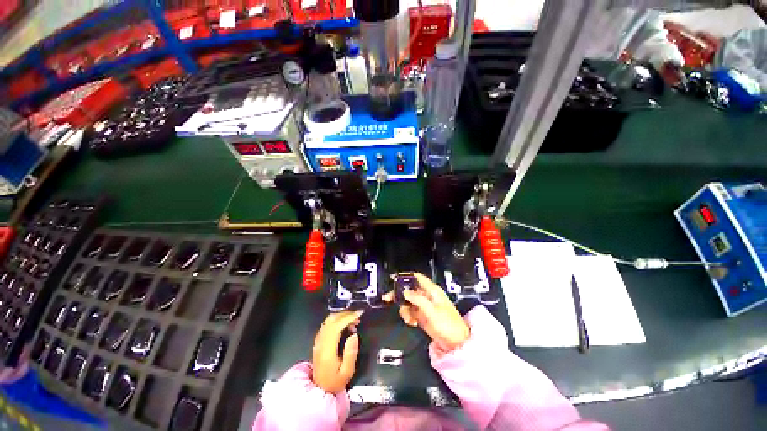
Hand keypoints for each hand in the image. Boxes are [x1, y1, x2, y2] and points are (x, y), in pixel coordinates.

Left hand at [312, 310, 362, 393]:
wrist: (320, 390)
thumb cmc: (335, 382)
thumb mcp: (347, 372)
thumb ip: (351, 353)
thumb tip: (354, 335)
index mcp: (327, 349)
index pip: (336, 326)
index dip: (348, 317)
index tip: (359, 314)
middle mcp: (321, 342)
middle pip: (332, 320)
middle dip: (346, 314)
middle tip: (358, 317)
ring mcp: (318, 341)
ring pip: (328, 320)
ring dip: (341, 316)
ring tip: (353, 320)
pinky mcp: (319, 341)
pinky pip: (327, 324)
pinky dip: (337, 320)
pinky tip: (344, 325)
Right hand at [389, 273, 469, 352]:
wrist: (456, 344)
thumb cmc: (449, 325)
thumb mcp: (432, 311)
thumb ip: (418, 300)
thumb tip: (405, 291)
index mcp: (432, 291)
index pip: (417, 278)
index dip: (406, 276)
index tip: (394, 279)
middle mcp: (427, 296)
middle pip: (409, 289)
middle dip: (399, 294)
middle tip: (389, 298)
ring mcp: (424, 306)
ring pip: (408, 301)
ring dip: (404, 309)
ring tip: (409, 318)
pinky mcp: (422, 315)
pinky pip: (410, 311)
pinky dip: (408, 316)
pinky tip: (412, 322)